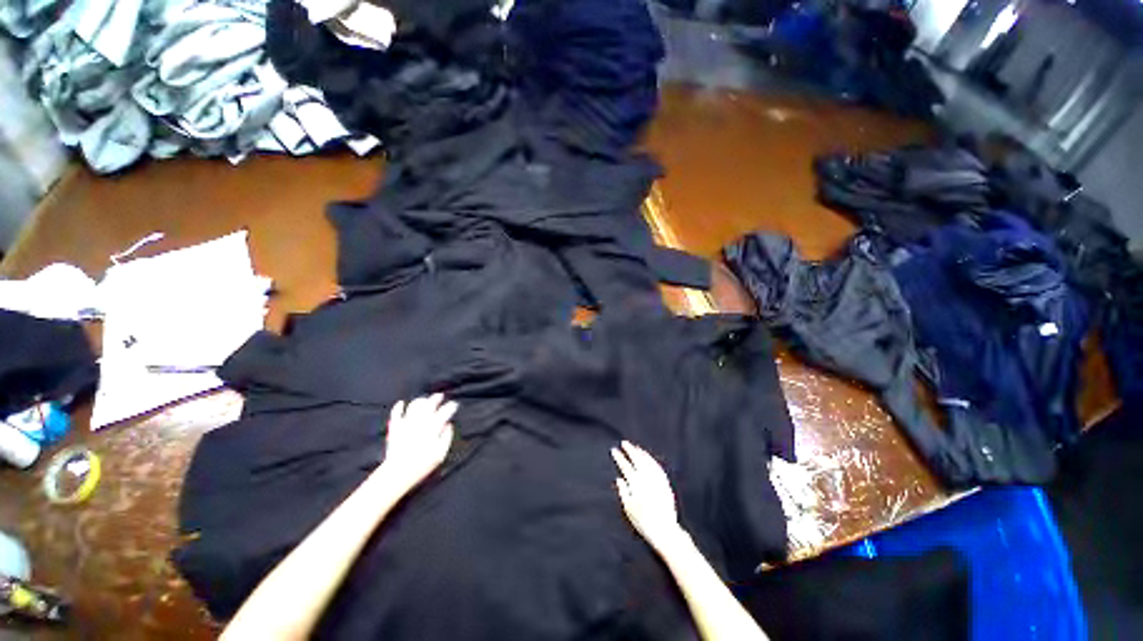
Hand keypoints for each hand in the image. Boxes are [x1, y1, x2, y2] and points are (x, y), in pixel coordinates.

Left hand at [379, 394, 456, 494]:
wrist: (398, 473)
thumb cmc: (422, 465)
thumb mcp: (441, 454)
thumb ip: (447, 437)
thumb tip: (449, 425)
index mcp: (433, 427)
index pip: (445, 411)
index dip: (451, 406)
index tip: (454, 405)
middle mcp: (421, 421)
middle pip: (430, 404)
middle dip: (436, 398)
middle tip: (440, 396)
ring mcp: (407, 423)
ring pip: (414, 405)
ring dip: (421, 400)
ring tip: (425, 400)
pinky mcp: (395, 428)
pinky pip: (396, 413)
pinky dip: (399, 406)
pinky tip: (401, 403)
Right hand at [612, 441, 686, 553]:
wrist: (664, 529)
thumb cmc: (643, 521)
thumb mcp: (628, 508)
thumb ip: (623, 491)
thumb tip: (619, 478)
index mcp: (636, 484)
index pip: (625, 466)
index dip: (619, 457)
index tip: (614, 450)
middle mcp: (646, 478)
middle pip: (637, 459)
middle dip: (630, 450)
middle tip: (624, 443)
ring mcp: (656, 479)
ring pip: (647, 460)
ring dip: (640, 452)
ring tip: (635, 447)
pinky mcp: (664, 483)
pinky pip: (656, 466)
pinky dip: (650, 459)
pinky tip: (648, 457)